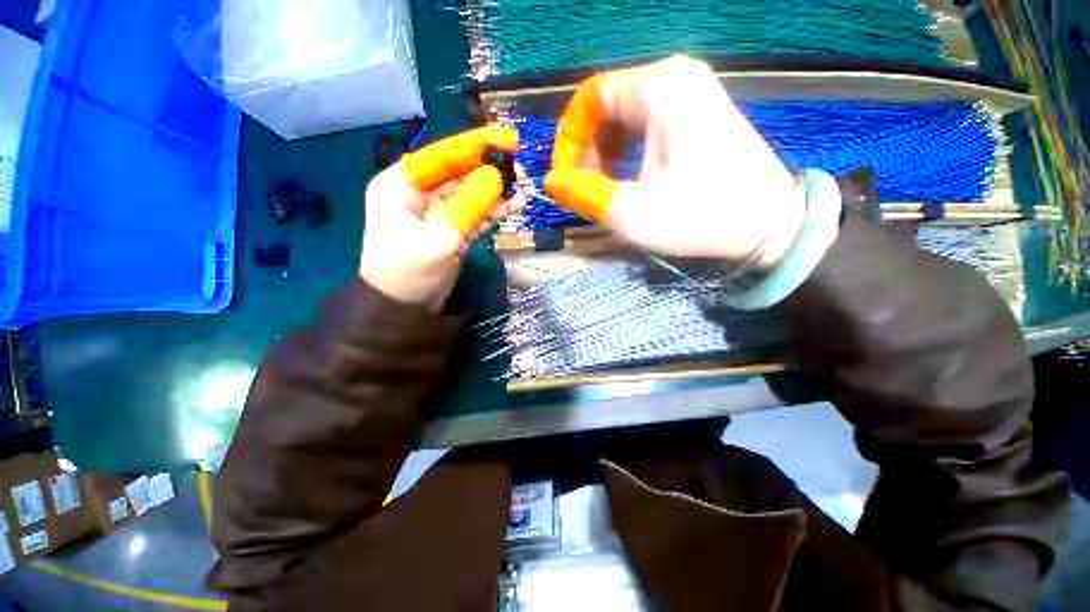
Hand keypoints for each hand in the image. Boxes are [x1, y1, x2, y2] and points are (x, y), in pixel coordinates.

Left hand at [360, 126, 523, 311]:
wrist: (404, 308)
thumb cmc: (408, 272)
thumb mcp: (438, 238)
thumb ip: (468, 207)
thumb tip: (496, 178)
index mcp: (400, 185)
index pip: (442, 156)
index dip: (475, 146)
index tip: (507, 140)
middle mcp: (418, 193)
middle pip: (459, 174)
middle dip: (489, 172)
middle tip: (521, 171)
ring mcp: (437, 212)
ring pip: (470, 195)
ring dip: (495, 193)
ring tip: (522, 190)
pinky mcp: (451, 229)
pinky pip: (474, 215)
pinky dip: (492, 212)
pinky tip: (513, 207)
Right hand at [545, 55, 805, 266]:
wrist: (769, 222)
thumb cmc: (699, 215)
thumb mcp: (632, 213)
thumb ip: (584, 194)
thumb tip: (552, 182)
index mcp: (658, 89)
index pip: (588, 99)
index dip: (567, 140)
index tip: (565, 178)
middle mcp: (674, 76)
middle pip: (606, 105)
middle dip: (586, 149)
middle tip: (584, 188)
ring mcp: (691, 91)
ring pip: (624, 115)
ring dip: (604, 151)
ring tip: (603, 187)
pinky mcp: (698, 110)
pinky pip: (645, 121)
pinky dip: (626, 149)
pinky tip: (626, 176)